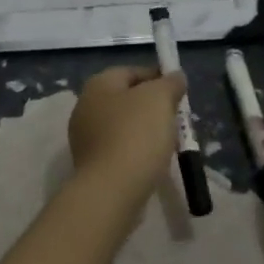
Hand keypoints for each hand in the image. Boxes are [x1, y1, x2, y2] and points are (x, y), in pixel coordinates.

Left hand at [68, 65, 185, 206]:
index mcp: (98, 84)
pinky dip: (136, 152)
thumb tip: (175, 76)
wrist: (111, 191)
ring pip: (123, 125)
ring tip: (168, 142)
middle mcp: (85, 106)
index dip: (157, 77)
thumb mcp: (160, 99)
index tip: (179, 92)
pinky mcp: (90, 165)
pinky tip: (152, 162)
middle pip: (126, 98)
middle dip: (152, 106)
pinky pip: (118, 149)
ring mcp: (85, 137)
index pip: (131, 71)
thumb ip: (170, 83)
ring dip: (145, 130)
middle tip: (176, 117)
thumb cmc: (136, 135)